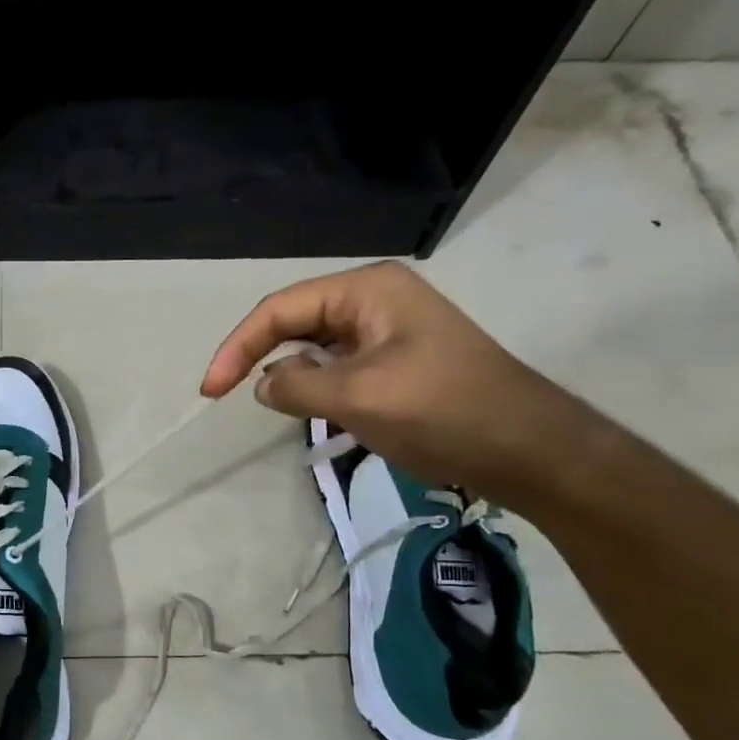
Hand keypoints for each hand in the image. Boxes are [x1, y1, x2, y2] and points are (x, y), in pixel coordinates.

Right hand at [202, 261, 586, 498]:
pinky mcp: (396, 361)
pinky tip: (311, 409)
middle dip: (260, 355)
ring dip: (290, 374)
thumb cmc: (442, 411)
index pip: (280, 309)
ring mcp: (387, 330)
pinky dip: (316, 386)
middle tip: (227, 394)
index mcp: (366, 290)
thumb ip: (297, 385)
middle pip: (295, 321)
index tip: (210, 390)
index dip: (238, 346)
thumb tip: (263, 383)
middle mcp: (374, 300)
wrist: (528, 448)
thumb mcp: (358, 397)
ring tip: (277, 406)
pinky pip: (338, 366)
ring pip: (315, 346)